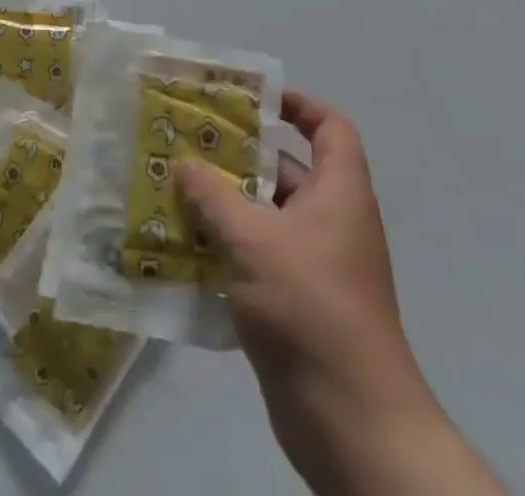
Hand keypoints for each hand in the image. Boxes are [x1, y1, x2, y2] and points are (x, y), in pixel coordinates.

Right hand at [178, 91, 505, 495]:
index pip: (329, 127)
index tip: (252, 99)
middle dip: (238, 155)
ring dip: (223, 204)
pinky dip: (224, 248)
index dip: (298, 104)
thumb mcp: (254, 240)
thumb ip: (213, 196)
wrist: (352, 424)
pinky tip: (181, 246)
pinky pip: (256, 257)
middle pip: (285, 169)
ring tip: (172, 188)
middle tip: (187, 141)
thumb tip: (183, 163)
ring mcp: (314, 265)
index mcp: (339, 192)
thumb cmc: (311, 308)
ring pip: (264, 216)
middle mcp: (331, 221)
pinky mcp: (295, 303)